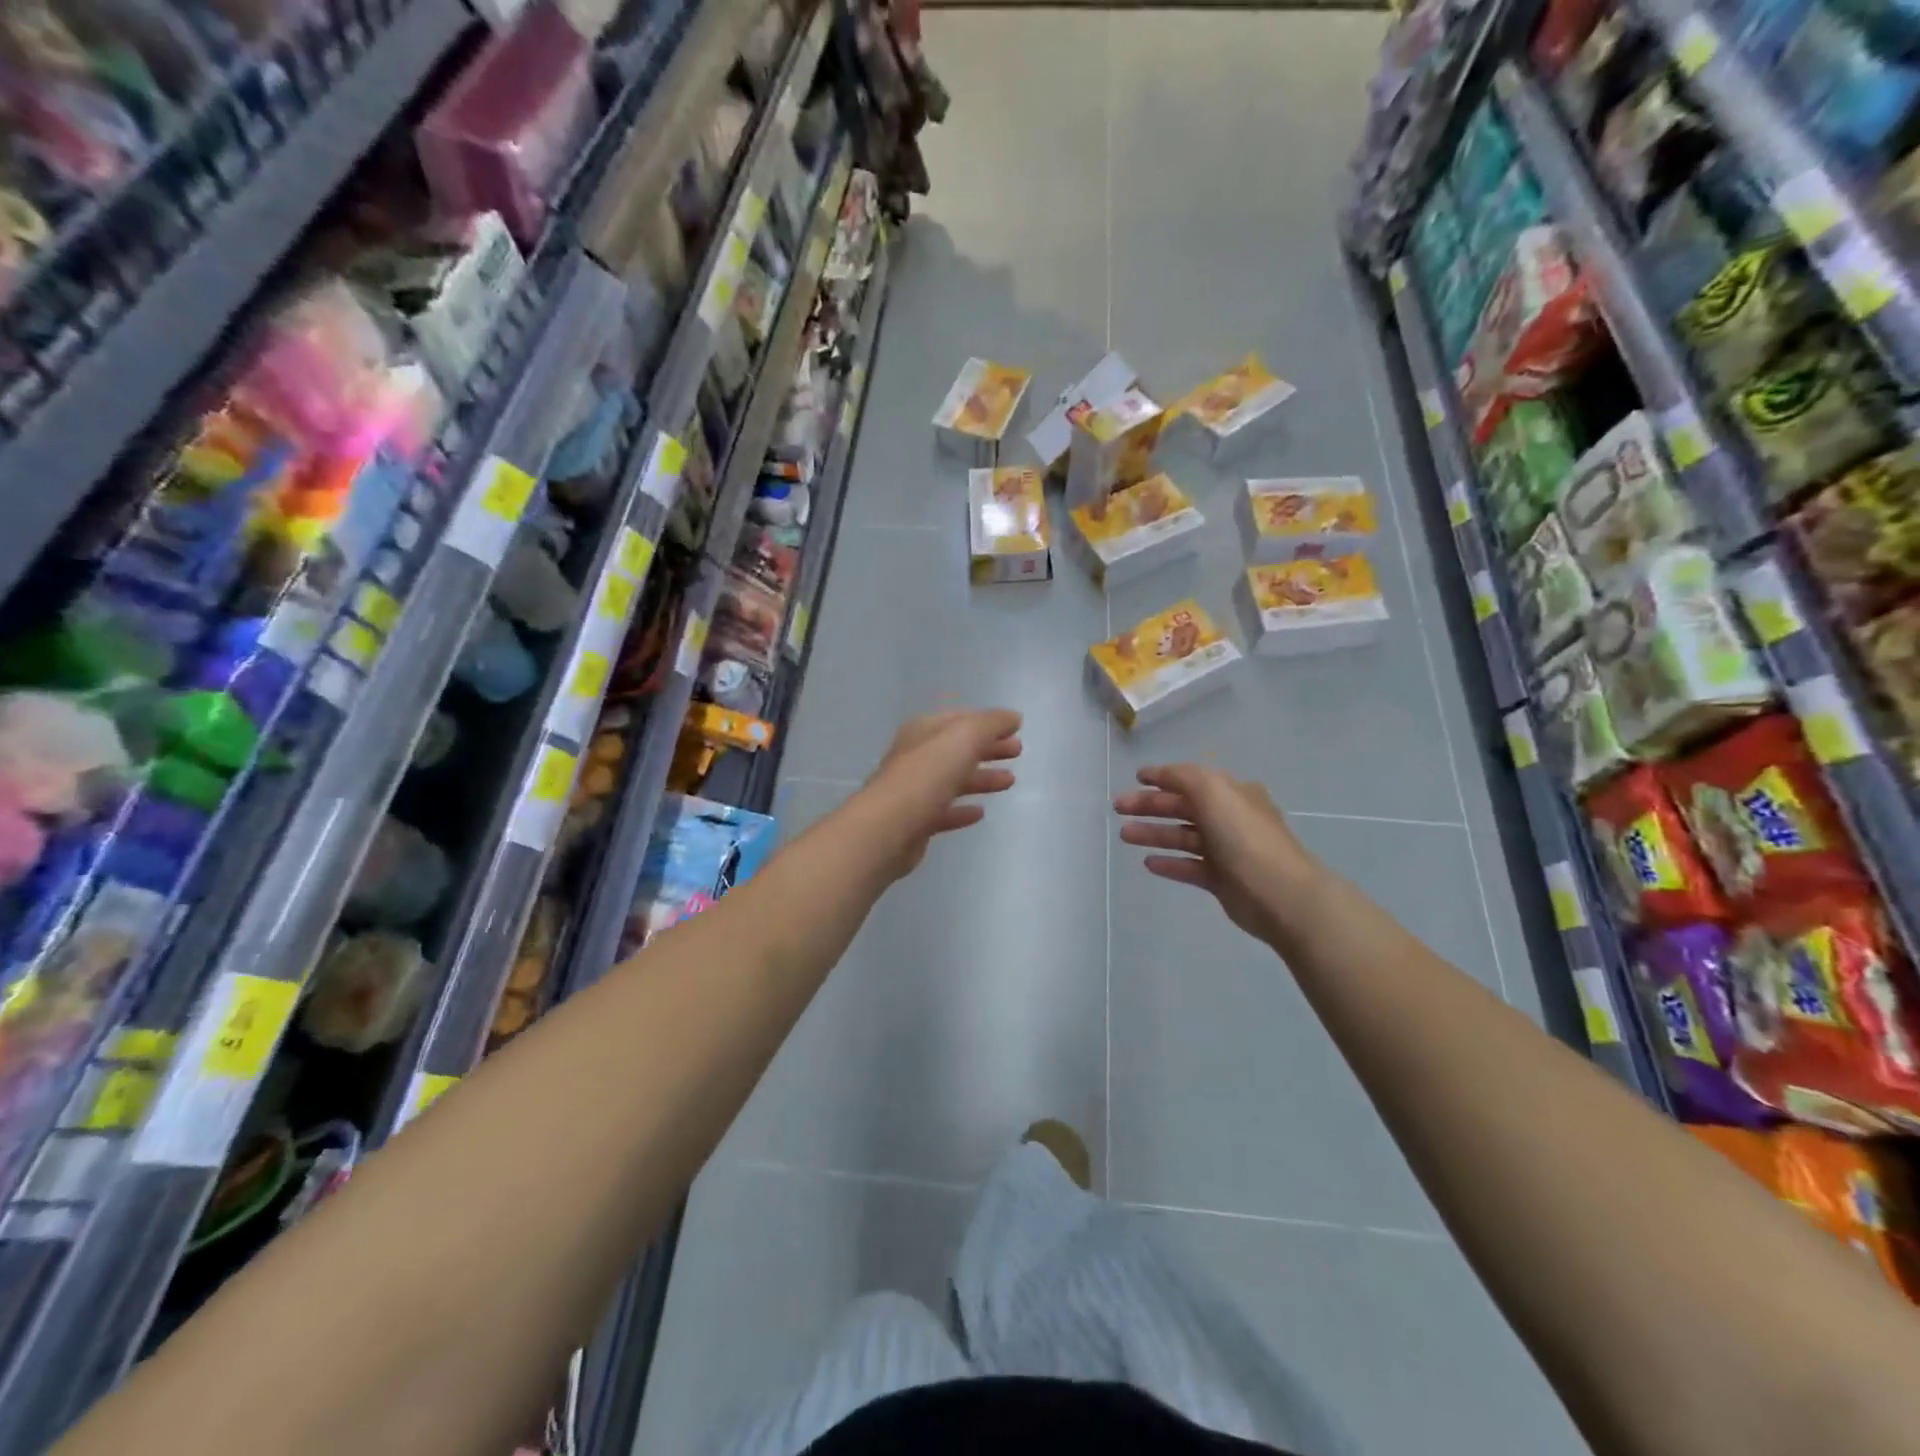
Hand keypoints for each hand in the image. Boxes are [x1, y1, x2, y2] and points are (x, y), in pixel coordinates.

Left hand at [856, 709, 1022, 874]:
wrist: (888, 828)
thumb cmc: (927, 775)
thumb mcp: (964, 737)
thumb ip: (991, 724)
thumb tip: (1012, 717)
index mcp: (924, 731)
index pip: (960, 719)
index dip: (988, 723)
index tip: (1016, 729)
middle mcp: (916, 756)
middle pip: (957, 749)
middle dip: (988, 748)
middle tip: (1017, 752)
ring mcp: (914, 790)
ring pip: (953, 779)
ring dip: (981, 778)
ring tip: (1009, 781)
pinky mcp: (915, 822)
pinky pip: (944, 811)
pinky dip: (962, 809)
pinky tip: (980, 813)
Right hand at [1114, 764, 1324, 943]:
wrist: (1278, 893)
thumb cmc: (1244, 836)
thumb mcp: (1212, 790)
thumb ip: (1182, 777)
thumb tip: (1160, 775)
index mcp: (1232, 794)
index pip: (1192, 780)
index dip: (1163, 778)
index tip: (1135, 779)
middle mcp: (1230, 818)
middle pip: (1183, 808)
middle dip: (1149, 806)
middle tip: (1118, 807)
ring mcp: (1226, 851)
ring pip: (1182, 837)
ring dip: (1153, 833)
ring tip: (1123, 835)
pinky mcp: (1221, 880)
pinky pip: (1189, 867)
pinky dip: (1169, 863)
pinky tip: (1147, 863)